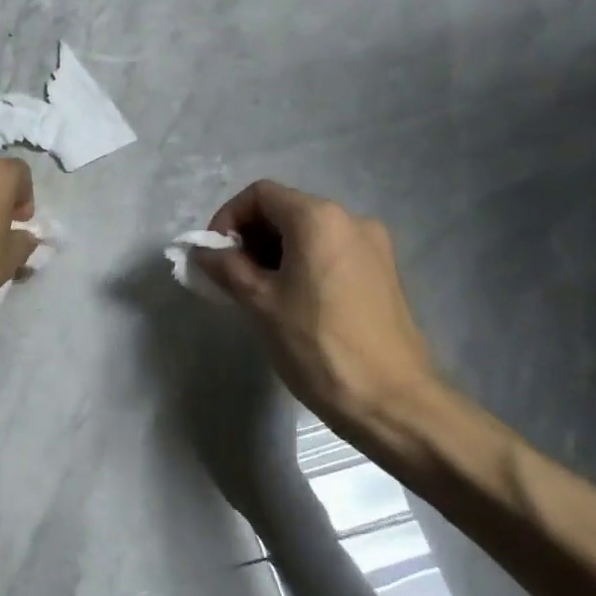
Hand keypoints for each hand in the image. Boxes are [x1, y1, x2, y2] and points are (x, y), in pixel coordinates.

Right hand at [192, 181, 443, 442]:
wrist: (391, 400)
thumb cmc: (317, 345)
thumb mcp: (260, 303)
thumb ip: (226, 268)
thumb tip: (203, 252)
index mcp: (319, 218)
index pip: (260, 195)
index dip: (228, 218)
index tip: (214, 255)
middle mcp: (351, 219)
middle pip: (286, 210)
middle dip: (250, 237)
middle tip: (230, 276)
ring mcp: (374, 246)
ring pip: (309, 233)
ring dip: (274, 252)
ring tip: (257, 292)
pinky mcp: (383, 273)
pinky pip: (331, 253)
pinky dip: (302, 264)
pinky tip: (291, 301)